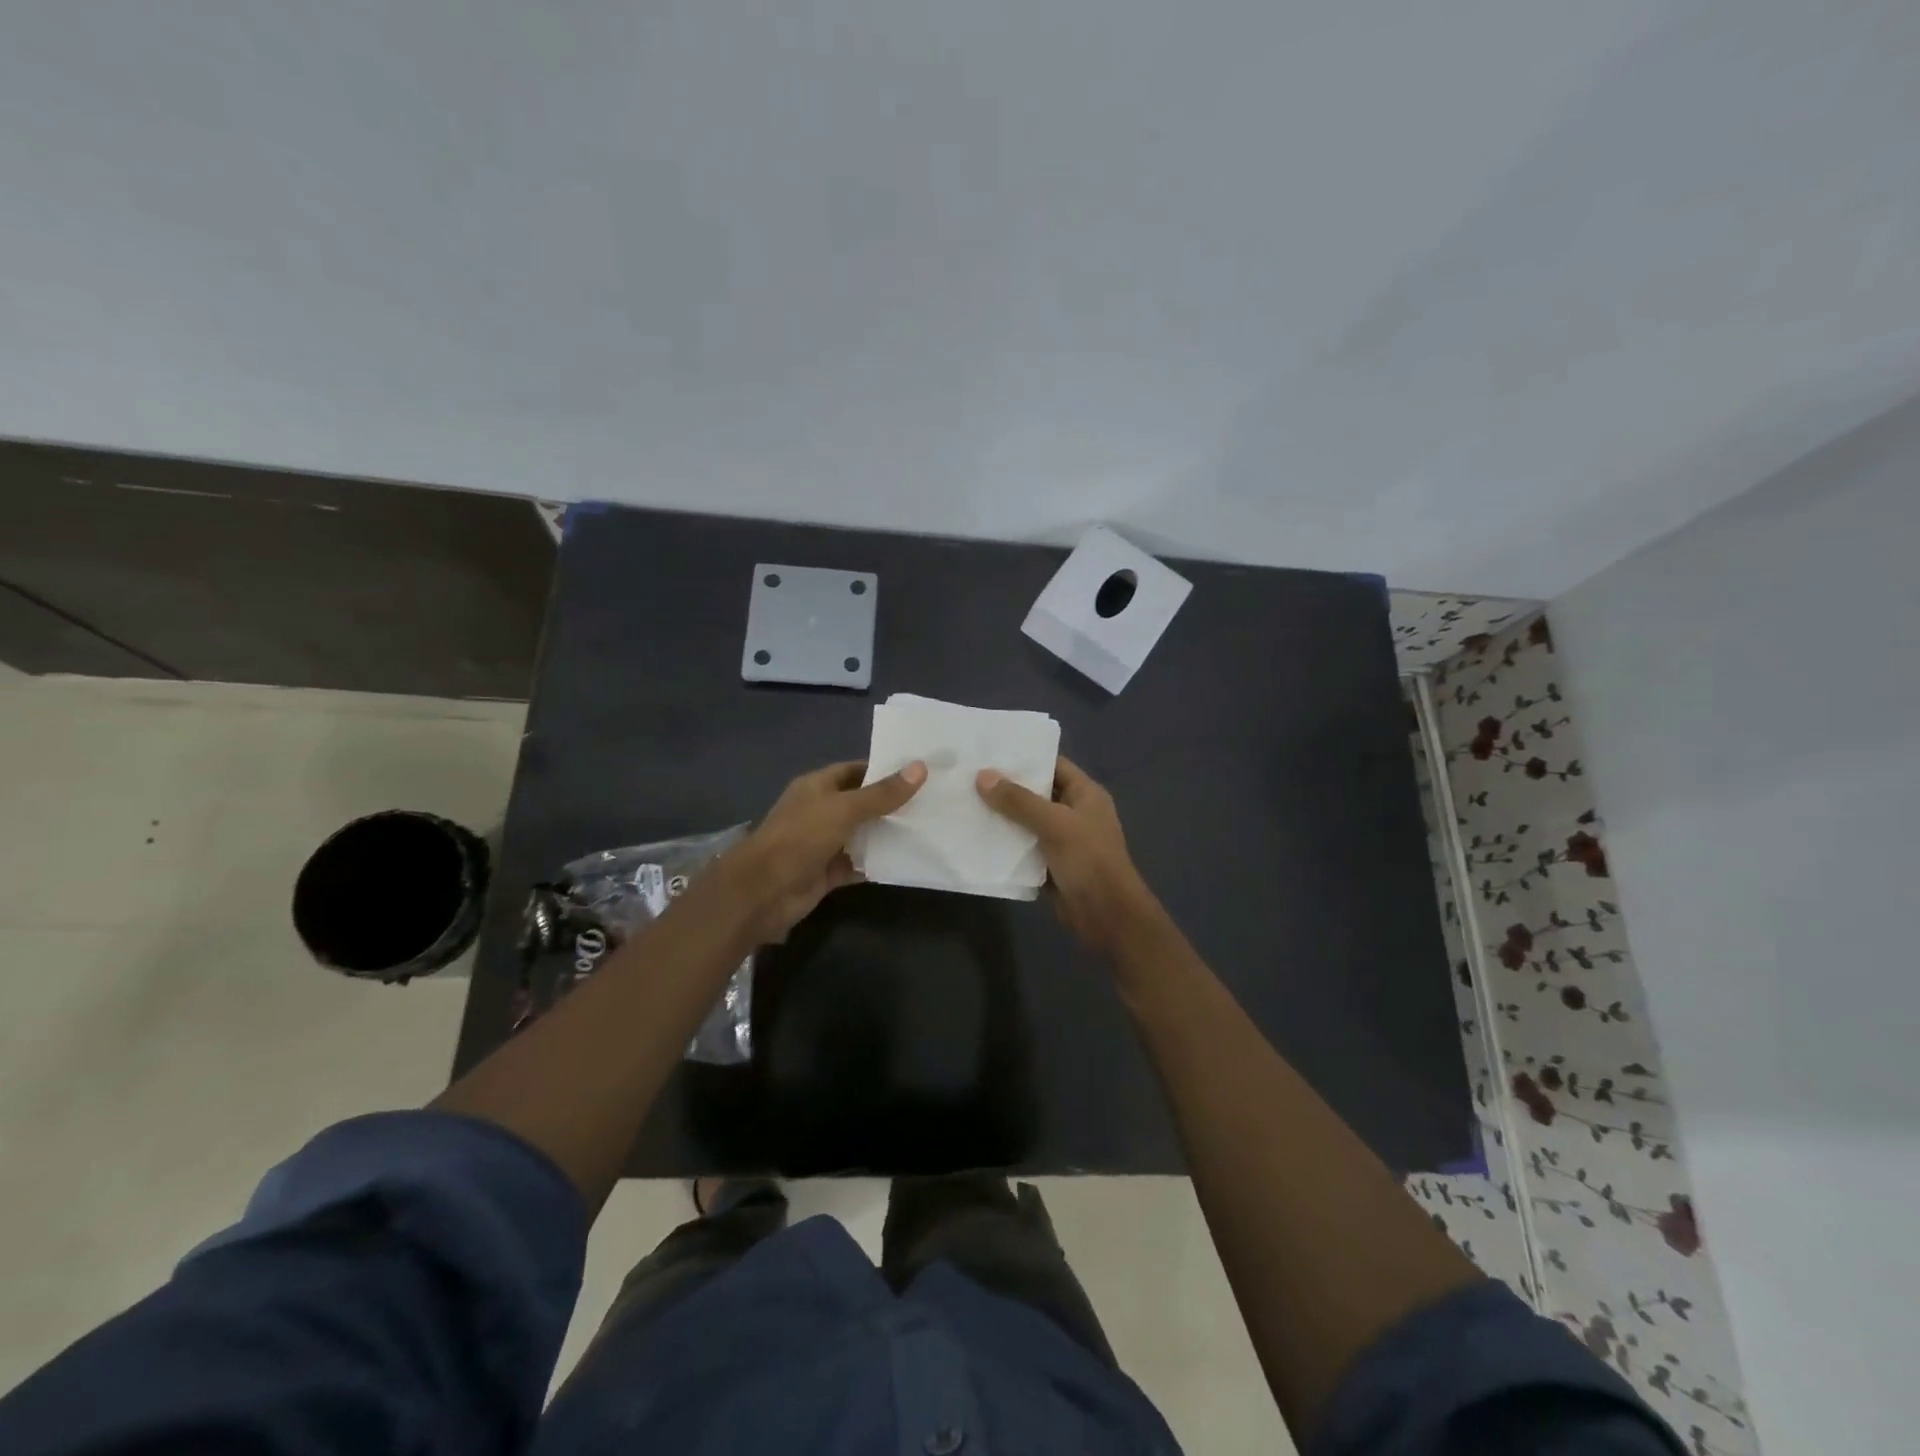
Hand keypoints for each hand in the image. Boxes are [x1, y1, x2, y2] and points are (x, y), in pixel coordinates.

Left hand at [728, 759, 925, 943]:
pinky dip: (877, 862)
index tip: (917, 772)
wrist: (764, 891)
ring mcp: (823, 843)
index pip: (855, 771)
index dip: (883, 770)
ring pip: (861, 834)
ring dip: (887, 834)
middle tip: (930, 801)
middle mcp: (820, 811)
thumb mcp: (844, 809)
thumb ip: (882, 794)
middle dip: (891, 803)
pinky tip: (906, 860)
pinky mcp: (828, 872)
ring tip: (927, 827)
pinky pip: (858, 863)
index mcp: (817, 786)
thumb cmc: (801, 837)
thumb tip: (920, 768)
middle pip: (861, 803)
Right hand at [976, 756, 1156, 953]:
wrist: (1108, 916)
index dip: (1025, 759)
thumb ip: (1018, 800)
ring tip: (967, 805)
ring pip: (1029, 823)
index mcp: (1086, 795)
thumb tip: (982, 776)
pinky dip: (1008, 846)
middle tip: (969, 779)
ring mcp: (1065, 841)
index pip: (1054, 766)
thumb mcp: (1054, 824)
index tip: (990, 753)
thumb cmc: (1089, 860)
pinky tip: (979, 839)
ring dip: (1004, 818)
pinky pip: (1026, 849)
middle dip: (1007, 789)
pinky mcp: (1053, 866)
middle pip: (1038, 794)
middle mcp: (1076, 813)